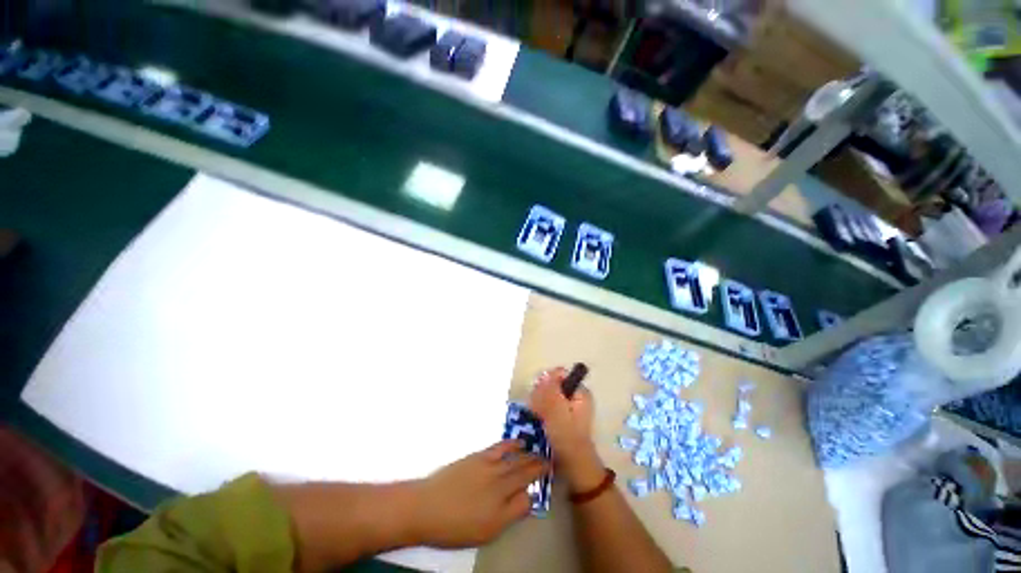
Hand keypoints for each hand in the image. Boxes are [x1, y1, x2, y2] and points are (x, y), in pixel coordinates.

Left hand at [411, 440, 547, 547]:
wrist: (427, 506)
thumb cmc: (455, 526)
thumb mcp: (486, 532)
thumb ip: (511, 514)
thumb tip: (529, 500)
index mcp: (503, 503)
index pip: (528, 492)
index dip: (539, 485)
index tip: (549, 479)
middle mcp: (500, 481)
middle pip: (524, 472)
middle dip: (538, 466)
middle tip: (550, 461)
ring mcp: (489, 466)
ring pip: (515, 458)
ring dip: (529, 454)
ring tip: (539, 451)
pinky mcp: (479, 456)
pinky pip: (500, 447)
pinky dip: (512, 444)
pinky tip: (518, 442)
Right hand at [528, 368, 604, 492]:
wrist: (571, 466)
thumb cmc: (567, 437)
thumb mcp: (558, 411)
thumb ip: (551, 390)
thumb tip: (547, 373)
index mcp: (579, 392)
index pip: (559, 374)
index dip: (547, 382)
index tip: (540, 395)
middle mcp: (573, 395)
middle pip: (551, 383)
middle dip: (541, 394)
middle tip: (539, 409)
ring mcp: (566, 406)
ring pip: (546, 394)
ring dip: (538, 402)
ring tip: (537, 416)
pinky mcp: (558, 415)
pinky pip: (545, 405)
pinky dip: (539, 410)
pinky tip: (536, 419)